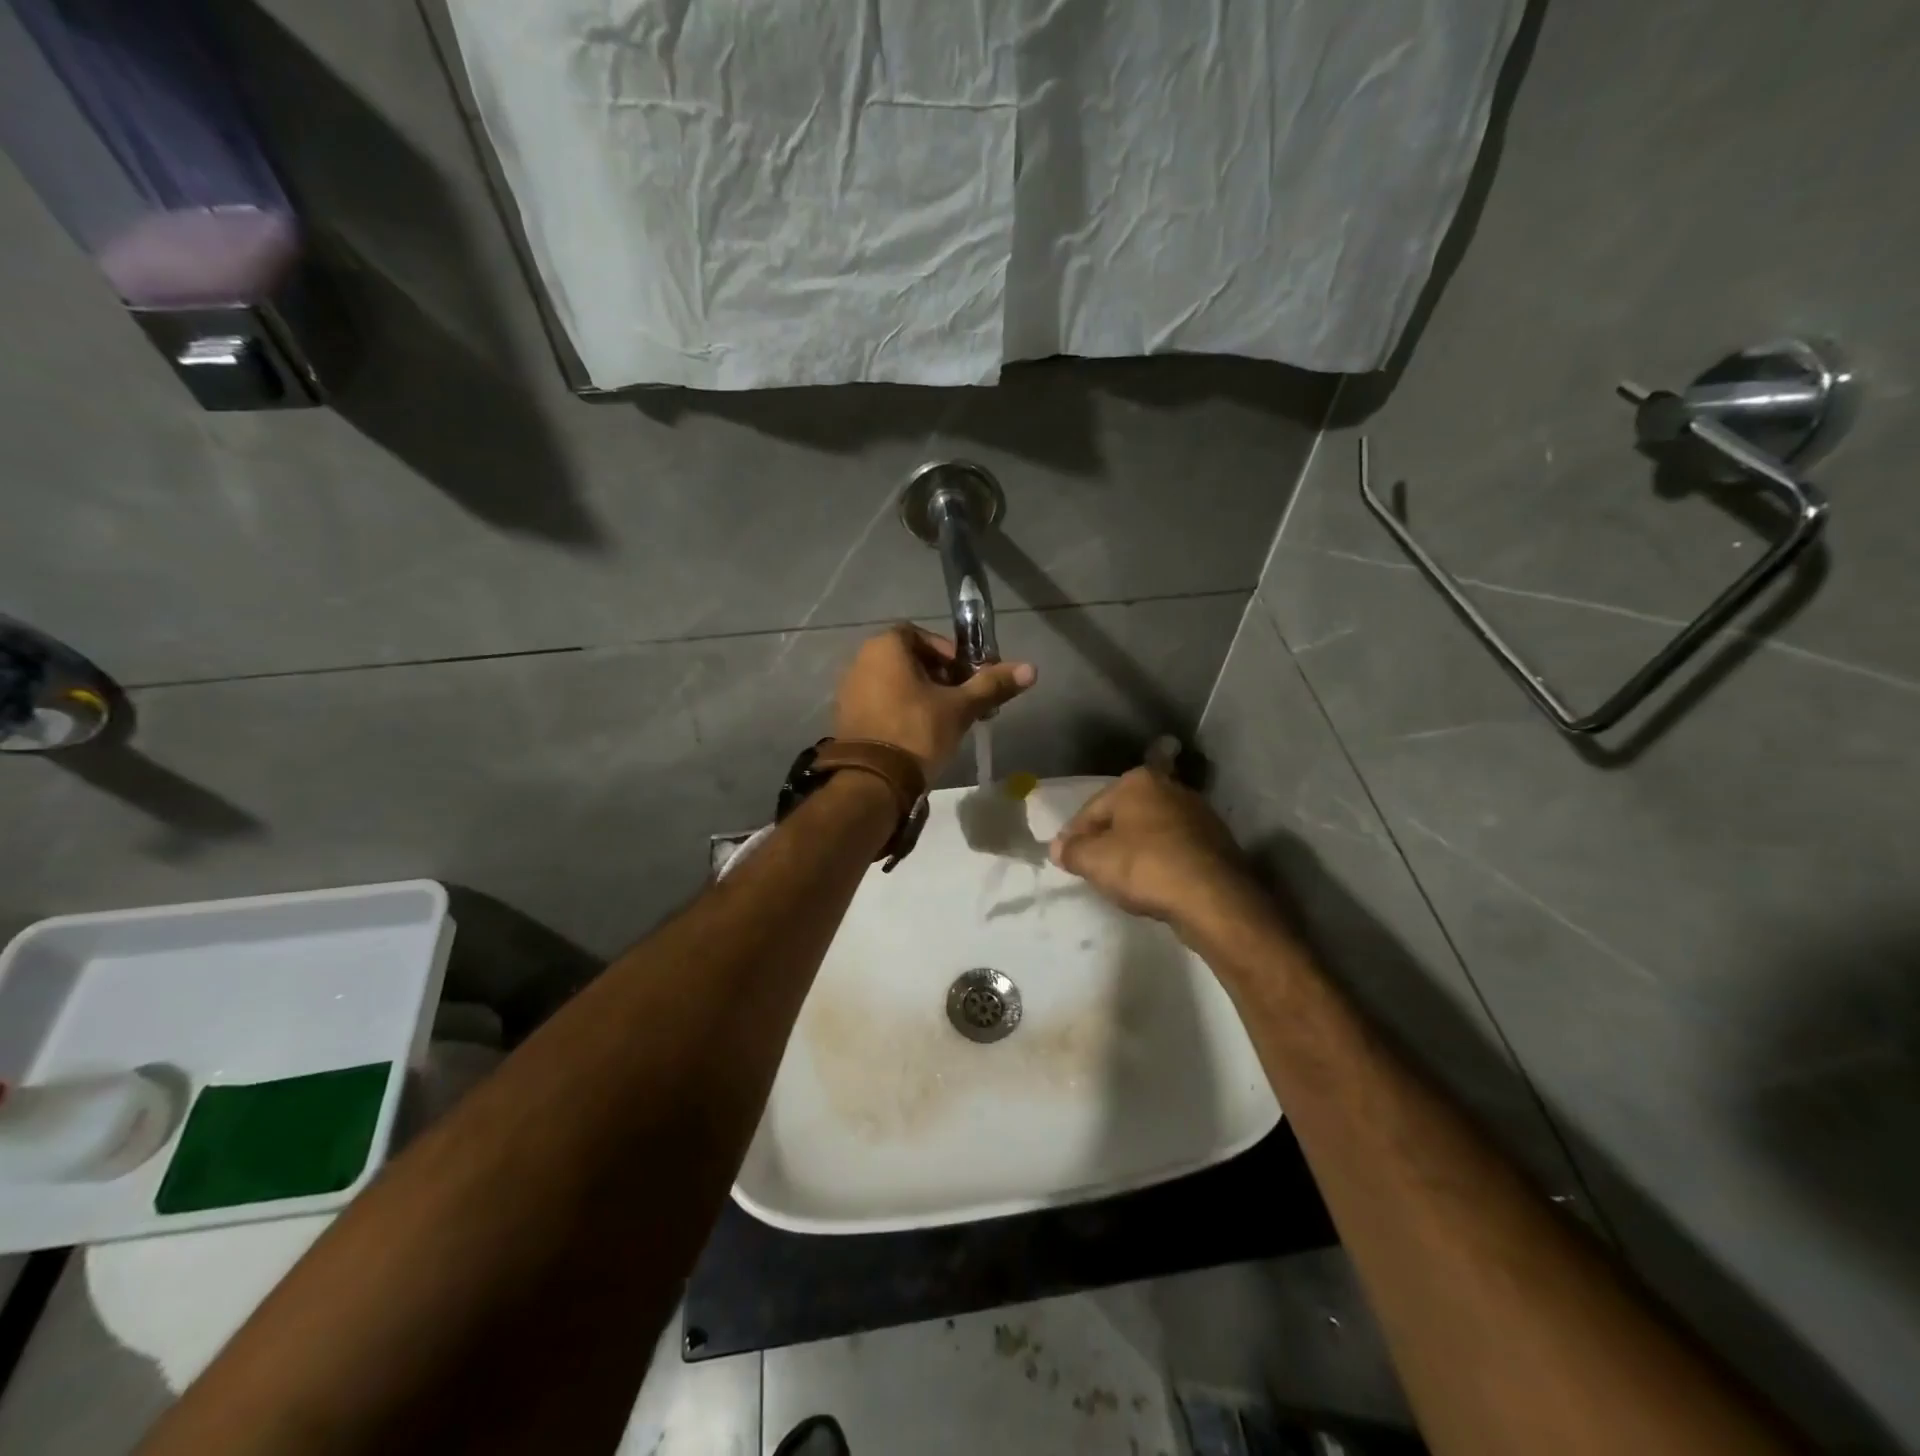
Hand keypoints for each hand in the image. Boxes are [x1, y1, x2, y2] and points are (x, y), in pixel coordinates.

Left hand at [833, 625, 1036, 777]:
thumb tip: (1031, 669)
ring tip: (944, 721)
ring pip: (895, 683)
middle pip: (909, 659)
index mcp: (885, 647)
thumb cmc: (917, 731)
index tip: (967, 678)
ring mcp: (849, 690)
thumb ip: (992, 685)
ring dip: (921, 695)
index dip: (949, 654)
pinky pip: (880, 703)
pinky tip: (919, 735)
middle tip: (961, 701)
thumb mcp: (960, 708)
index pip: (922, 636)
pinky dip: (901, 710)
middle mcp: (861, 660)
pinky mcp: (846, 717)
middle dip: (939, 677)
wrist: (872, 780)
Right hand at [1049, 765, 1268, 938]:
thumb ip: (1070, 851)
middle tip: (1093, 869)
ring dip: (1134, 852)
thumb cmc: (1145, 867)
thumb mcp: (1094, 861)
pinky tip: (1154, 885)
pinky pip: (1174, 850)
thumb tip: (1058, 847)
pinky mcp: (1216, 842)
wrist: (1213, 897)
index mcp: (1138, 781)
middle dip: (1107, 841)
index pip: (1092, 809)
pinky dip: (1161, 863)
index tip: (1067, 860)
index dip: (1074, 836)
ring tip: (1123, 881)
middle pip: (1123, 817)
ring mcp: (1198, 814)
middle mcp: (1170, 788)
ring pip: (1150, 833)